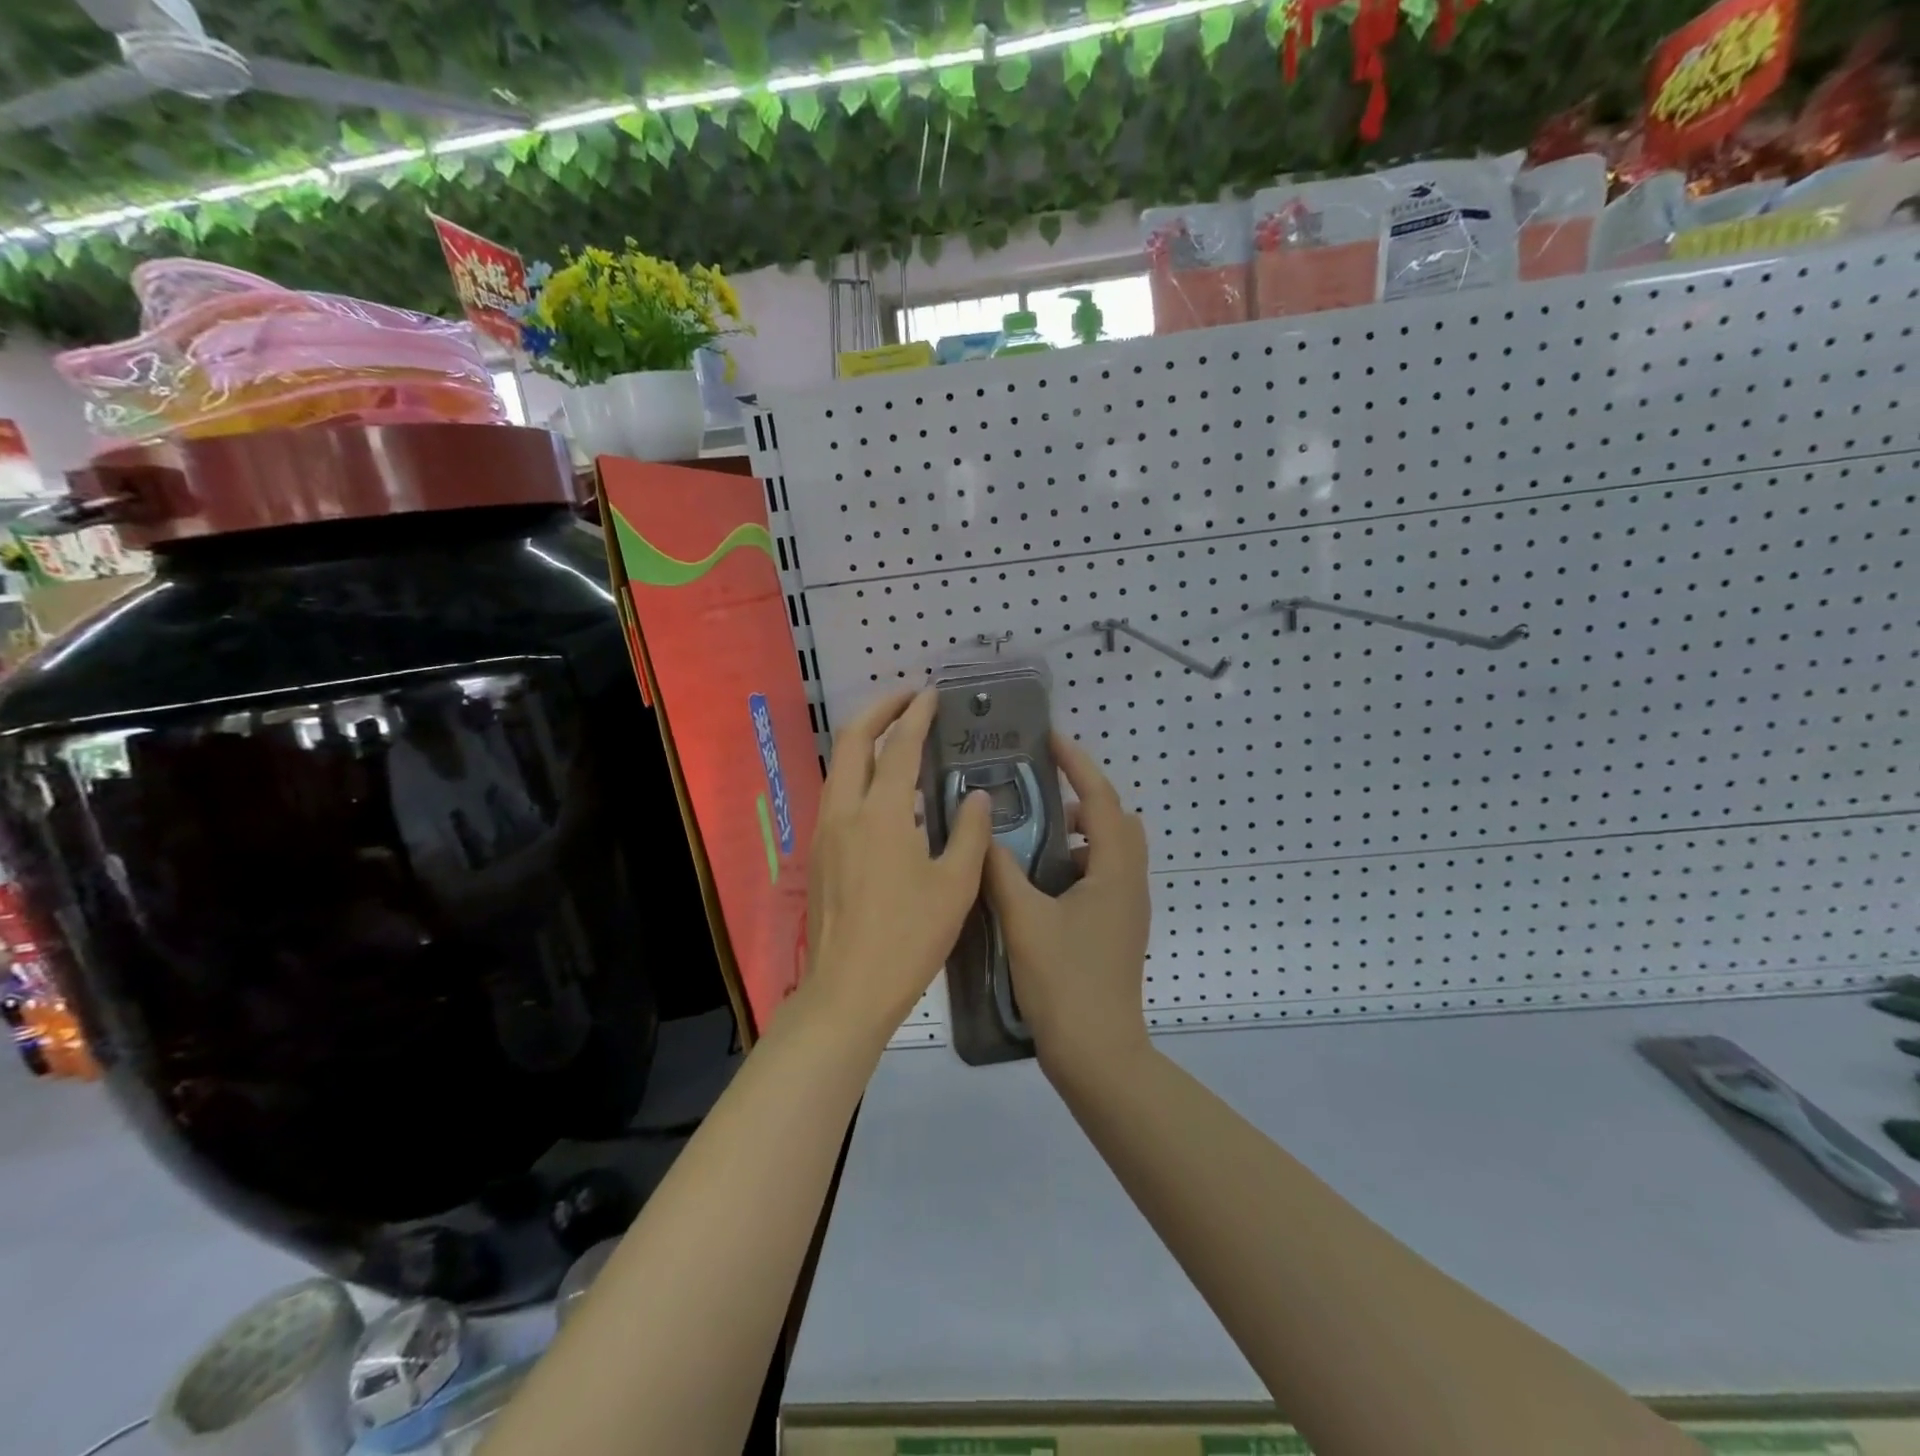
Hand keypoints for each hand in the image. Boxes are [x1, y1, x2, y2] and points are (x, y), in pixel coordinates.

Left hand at [801, 687, 992, 1039]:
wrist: (848, 990)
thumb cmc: (909, 938)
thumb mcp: (955, 886)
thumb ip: (970, 833)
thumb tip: (976, 795)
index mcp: (882, 813)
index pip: (899, 747)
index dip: (917, 715)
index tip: (932, 694)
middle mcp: (845, 811)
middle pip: (852, 741)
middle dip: (879, 710)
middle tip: (908, 698)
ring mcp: (826, 831)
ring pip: (839, 766)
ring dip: (865, 740)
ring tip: (896, 735)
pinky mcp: (820, 852)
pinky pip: (838, 793)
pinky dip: (859, 772)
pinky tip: (884, 791)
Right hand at [984, 734, 1151, 1074]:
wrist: (1098, 1053)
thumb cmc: (1064, 981)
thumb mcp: (1024, 920)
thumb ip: (1001, 872)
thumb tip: (984, 835)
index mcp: (1115, 871)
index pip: (1100, 800)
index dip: (1078, 765)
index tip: (1050, 740)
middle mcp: (1130, 883)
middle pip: (1116, 820)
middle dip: (1083, 798)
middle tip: (1041, 794)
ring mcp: (1128, 908)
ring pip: (1111, 851)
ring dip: (1080, 834)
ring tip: (1033, 838)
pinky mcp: (1118, 929)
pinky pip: (1104, 876)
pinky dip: (1078, 863)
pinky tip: (1040, 883)